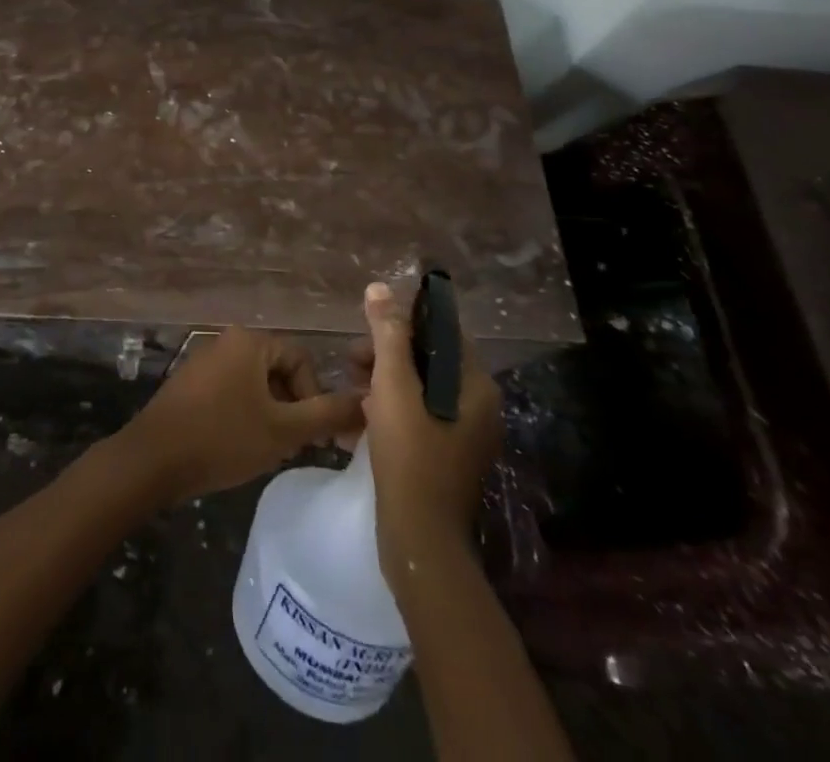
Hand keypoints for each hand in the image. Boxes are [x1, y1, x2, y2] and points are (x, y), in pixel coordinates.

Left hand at [114, 327, 363, 504]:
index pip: (301, 359)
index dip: (314, 396)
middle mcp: (227, 341)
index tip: (312, 434)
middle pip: (278, 370)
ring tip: (269, 450)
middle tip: (294, 445)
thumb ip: (327, 414)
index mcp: (250, 341)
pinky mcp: (190, 384)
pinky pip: (231, 392)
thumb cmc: (223, 438)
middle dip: (292, 407)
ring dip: (270, 414)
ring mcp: (205, 361)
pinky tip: (240, 446)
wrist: (153, 460)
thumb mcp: (283, 430)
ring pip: (255, 385)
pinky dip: (245, 415)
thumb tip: (366, 401)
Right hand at [357, 282, 502, 592]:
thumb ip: (388, 336)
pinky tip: (360, 415)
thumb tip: (379, 288)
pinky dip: (391, 408)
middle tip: (352, 359)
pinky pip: (419, 416)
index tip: (369, 324)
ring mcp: (464, 435)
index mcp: (476, 387)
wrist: (419, 540)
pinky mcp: (446, 457)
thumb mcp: (393, 387)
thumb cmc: (409, 456)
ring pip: (421, 389)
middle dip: (388, 353)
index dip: (406, 321)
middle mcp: (478, 407)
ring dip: (385, 380)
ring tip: (351, 385)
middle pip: (430, 360)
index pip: (444, 332)